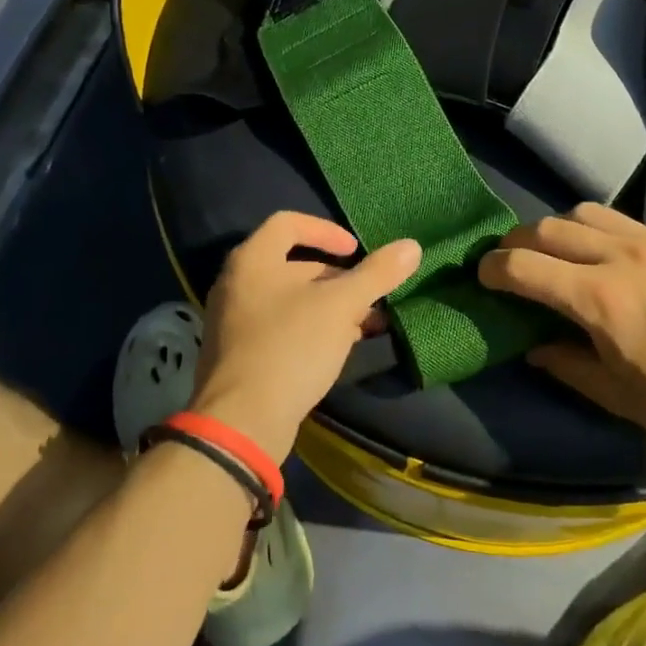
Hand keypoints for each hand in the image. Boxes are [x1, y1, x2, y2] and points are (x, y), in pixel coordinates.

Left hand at [192, 212, 419, 461]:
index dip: (325, 230)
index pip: (288, 223)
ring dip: (329, 307)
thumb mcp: (341, 306)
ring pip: (290, 300)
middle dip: (336, 278)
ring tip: (364, 326)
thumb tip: (412, 246)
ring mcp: (234, 322)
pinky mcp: (240, 355)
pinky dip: (311, 329)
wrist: (242, 422)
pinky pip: (280, 328)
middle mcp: (236, 284)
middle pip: (292, 264)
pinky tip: (339, 349)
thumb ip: (377, 274)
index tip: (355, 251)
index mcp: (252, 260)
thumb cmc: (291, 347)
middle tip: (368, 296)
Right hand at [479, 202, 645, 453]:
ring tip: (556, 254)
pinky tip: (603, 255)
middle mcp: (621, 257)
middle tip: (510, 264)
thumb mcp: (620, 398)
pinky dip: (595, 229)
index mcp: (601, 300)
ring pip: (583, 212)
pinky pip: (622, 219)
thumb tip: (533, 347)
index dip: (493, 269)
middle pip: (547, 228)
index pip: (524, 266)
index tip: (482, 278)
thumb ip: (567, 365)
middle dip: (516, 242)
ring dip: (556, 228)